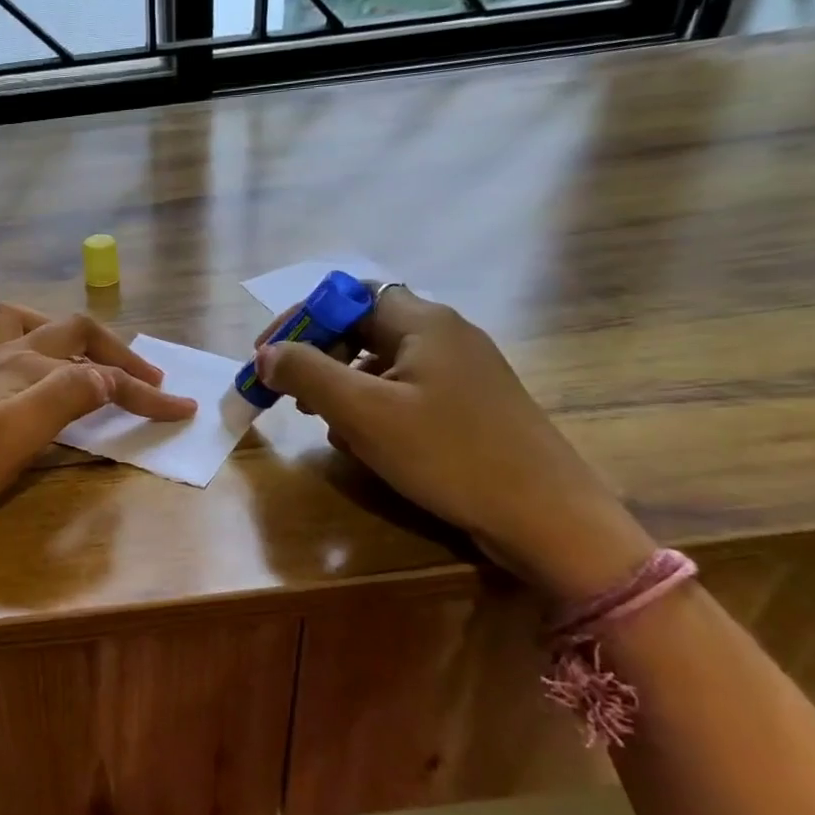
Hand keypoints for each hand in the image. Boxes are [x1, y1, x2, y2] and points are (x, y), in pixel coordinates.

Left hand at [0, 304, 196, 527]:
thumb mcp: (20, 434)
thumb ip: (67, 397)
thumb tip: (107, 377)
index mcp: (27, 367)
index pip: (99, 374)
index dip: (144, 392)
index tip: (181, 411)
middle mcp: (1, 356)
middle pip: (68, 332)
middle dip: (113, 352)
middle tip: (143, 378)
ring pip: (14, 323)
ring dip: (51, 330)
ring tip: (72, 355)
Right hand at [254, 287, 654, 601]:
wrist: (547, 517)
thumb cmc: (449, 455)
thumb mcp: (364, 413)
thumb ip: (308, 374)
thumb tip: (266, 353)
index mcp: (422, 323)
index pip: (347, 296)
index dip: (301, 320)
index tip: (266, 356)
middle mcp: (445, 335)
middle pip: (363, 327)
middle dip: (318, 357)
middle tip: (289, 393)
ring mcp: (462, 372)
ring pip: (382, 363)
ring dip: (342, 385)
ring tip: (321, 422)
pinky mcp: (470, 406)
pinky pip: (406, 392)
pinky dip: (373, 407)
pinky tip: (363, 443)